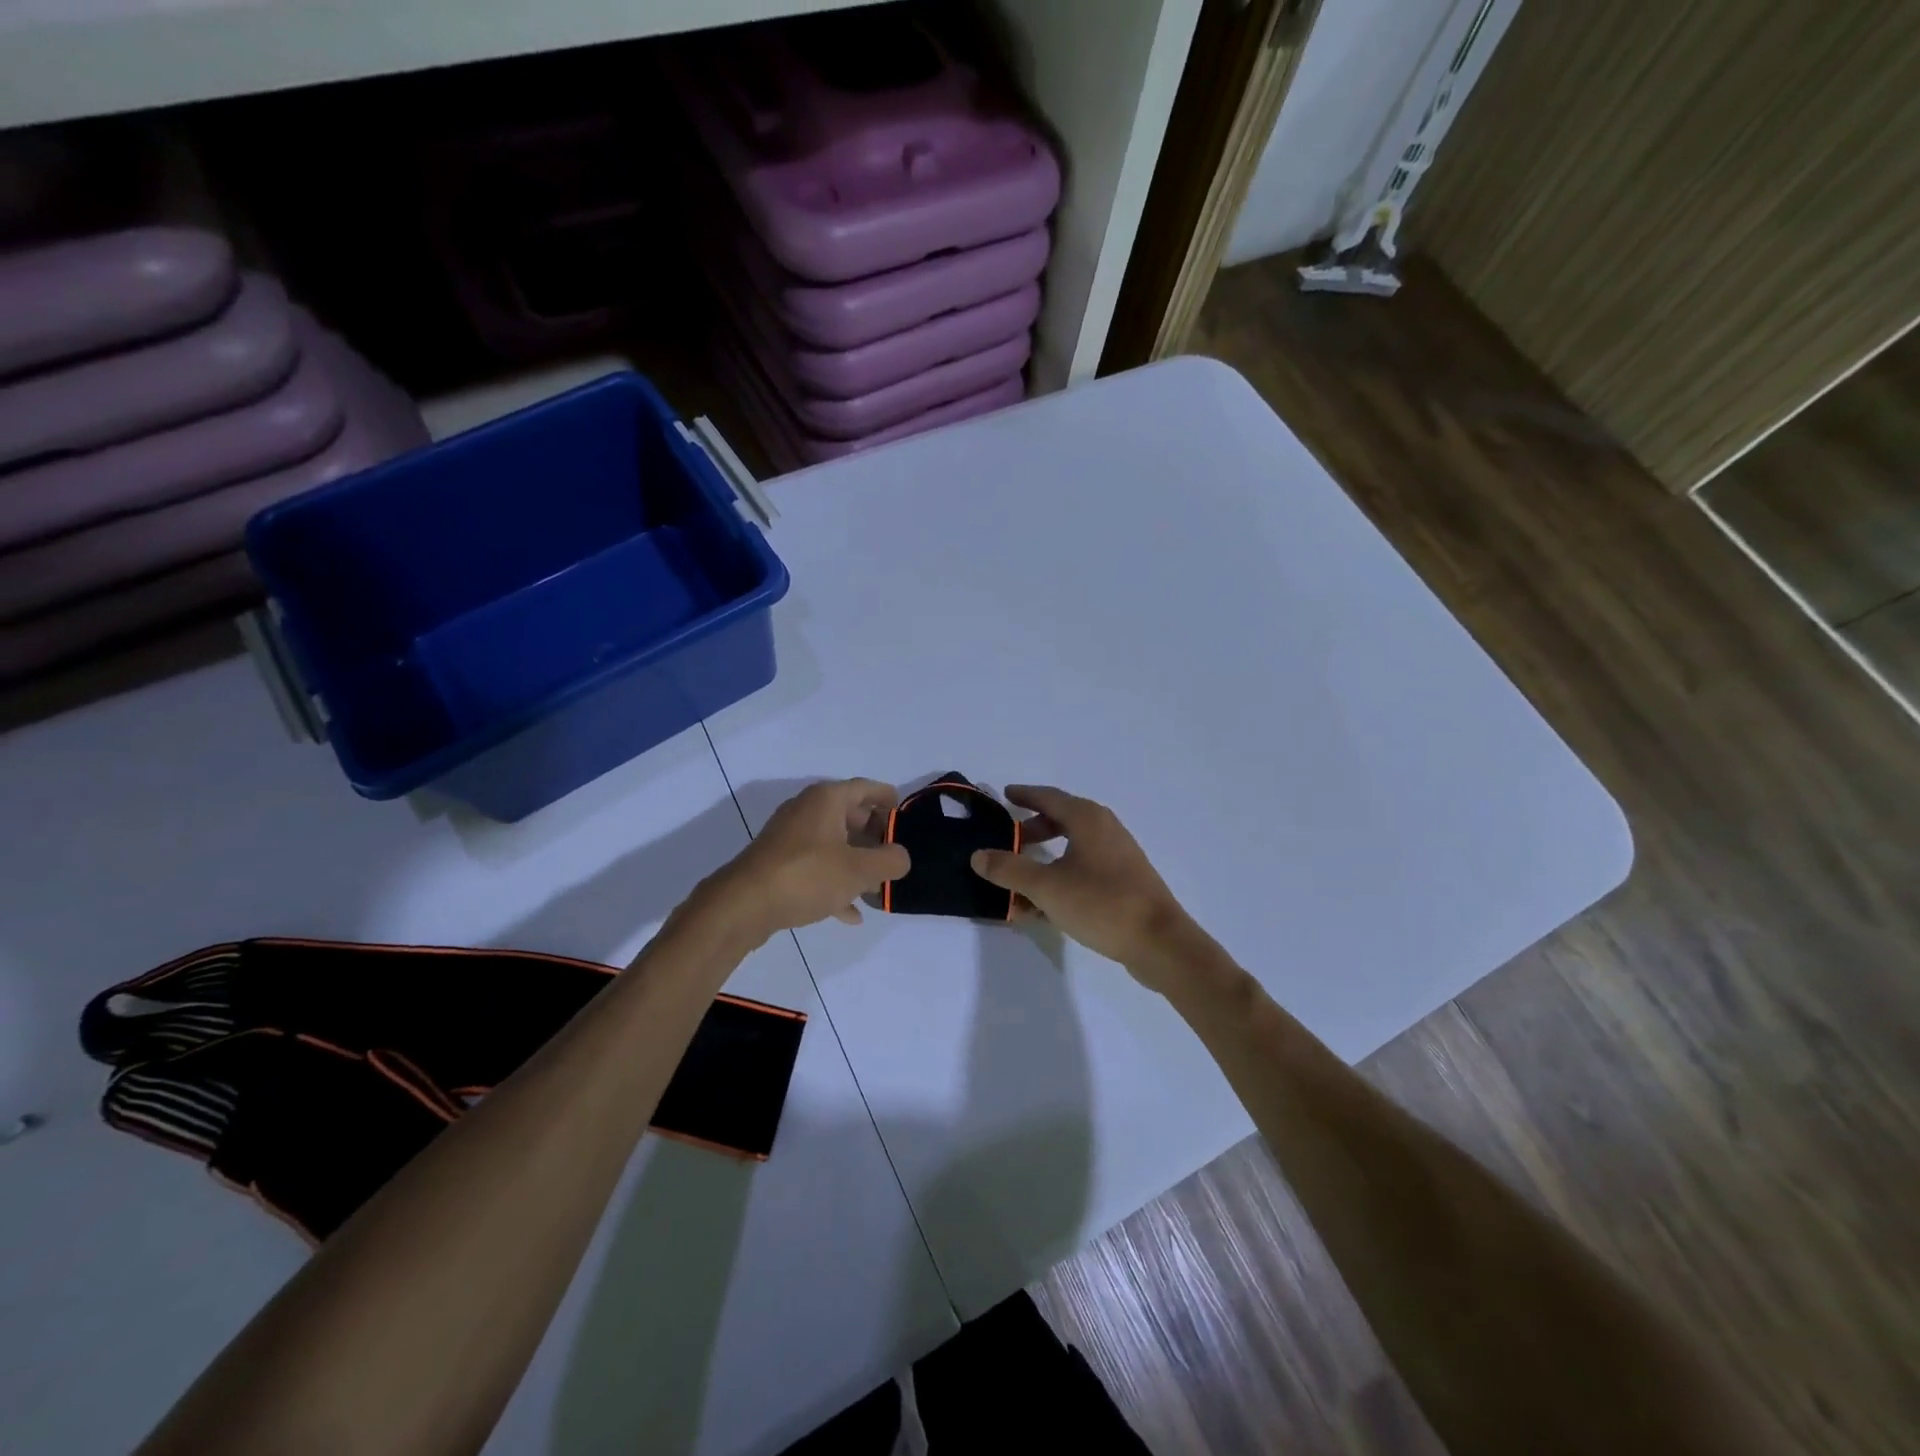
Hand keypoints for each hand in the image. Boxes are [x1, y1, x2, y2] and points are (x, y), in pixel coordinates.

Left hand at [710, 779, 910, 938]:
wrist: (744, 904)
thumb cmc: (807, 875)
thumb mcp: (860, 870)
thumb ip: (890, 861)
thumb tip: (901, 856)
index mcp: (827, 799)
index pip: (866, 788)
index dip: (888, 798)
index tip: (904, 813)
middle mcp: (807, 810)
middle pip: (849, 815)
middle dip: (873, 835)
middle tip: (894, 854)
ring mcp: (789, 837)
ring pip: (833, 844)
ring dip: (855, 862)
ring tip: (877, 886)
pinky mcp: (778, 863)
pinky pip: (815, 867)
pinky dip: (834, 882)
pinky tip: (850, 912)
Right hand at [970, 786, 1194, 984]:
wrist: (1160, 942)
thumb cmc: (1101, 903)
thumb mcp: (1046, 887)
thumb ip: (1009, 869)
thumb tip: (978, 855)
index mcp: (1087, 819)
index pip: (1048, 796)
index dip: (1024, 795)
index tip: (1004, 795)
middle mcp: (1104, 829)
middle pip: (1061, 820)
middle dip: (1032, 830)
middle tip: (1007, 841)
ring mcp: (1118, 855)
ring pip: (1072, 849)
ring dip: (1044, 861)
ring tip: (1019, 881)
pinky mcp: (1124, 881)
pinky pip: (1084, 870)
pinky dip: (1061, 878)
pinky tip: (1043, 908)